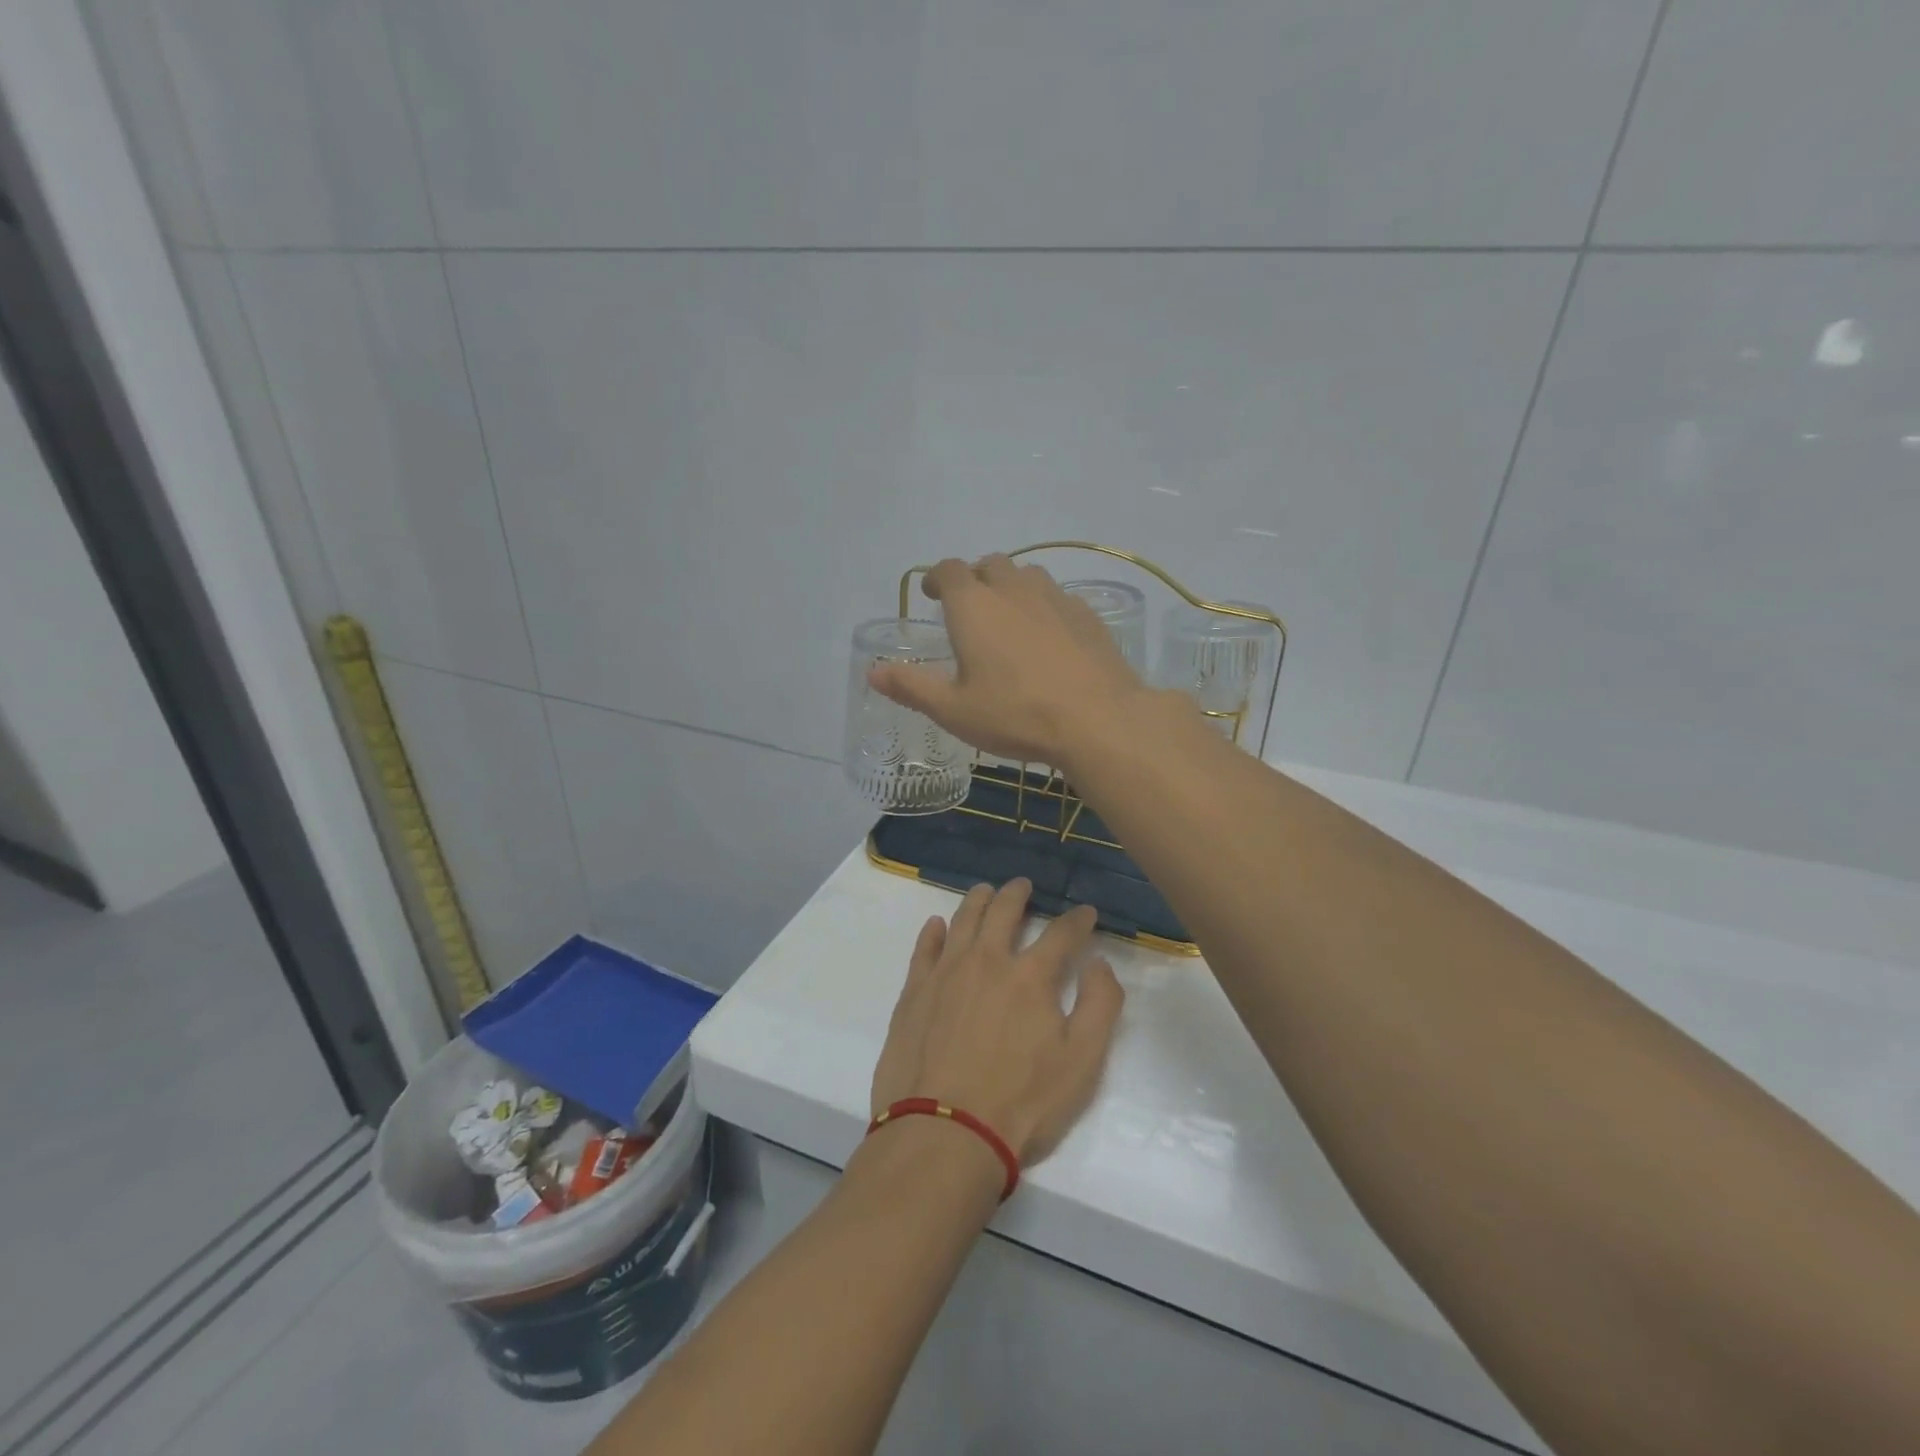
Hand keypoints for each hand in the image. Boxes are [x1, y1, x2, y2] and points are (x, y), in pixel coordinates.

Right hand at [867, 555, 1147, 766]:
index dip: (938, 577)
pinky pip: (1058, 598)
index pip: (950, 570)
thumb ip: (912, 686)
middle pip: (990, 564)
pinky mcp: (1087, 615)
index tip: (933, 593)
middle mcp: (1013, 590)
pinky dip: (1044, 607)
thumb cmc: (1015, 714)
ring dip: (1012, 587)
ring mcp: (1055, 598)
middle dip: (975, 578)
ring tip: (1009, 617)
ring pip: (1028, 576)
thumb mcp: (954, 709)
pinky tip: (1049, 637)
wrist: (1098, 719)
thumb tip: (872, 671)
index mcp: (973, 606)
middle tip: (970, 607)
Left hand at [870, 880, 1124, 1165]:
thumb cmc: (1021, 1103)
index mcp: (1030, 976)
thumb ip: (1099, 1006)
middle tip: (1023, 885)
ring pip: (963, 920)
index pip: (1061, 934)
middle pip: (1004, 911)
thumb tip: (1098, 963)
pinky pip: (923, 948)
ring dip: (978, 900)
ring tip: (985, 891)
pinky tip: (936, 925)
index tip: (1085, 912)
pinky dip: (933, 932)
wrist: (944, 1132)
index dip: (1077, 920)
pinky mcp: (914, 992)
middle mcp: (987, 961)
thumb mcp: (1082, 1062)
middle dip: (1018, 893)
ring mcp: (945, 973)